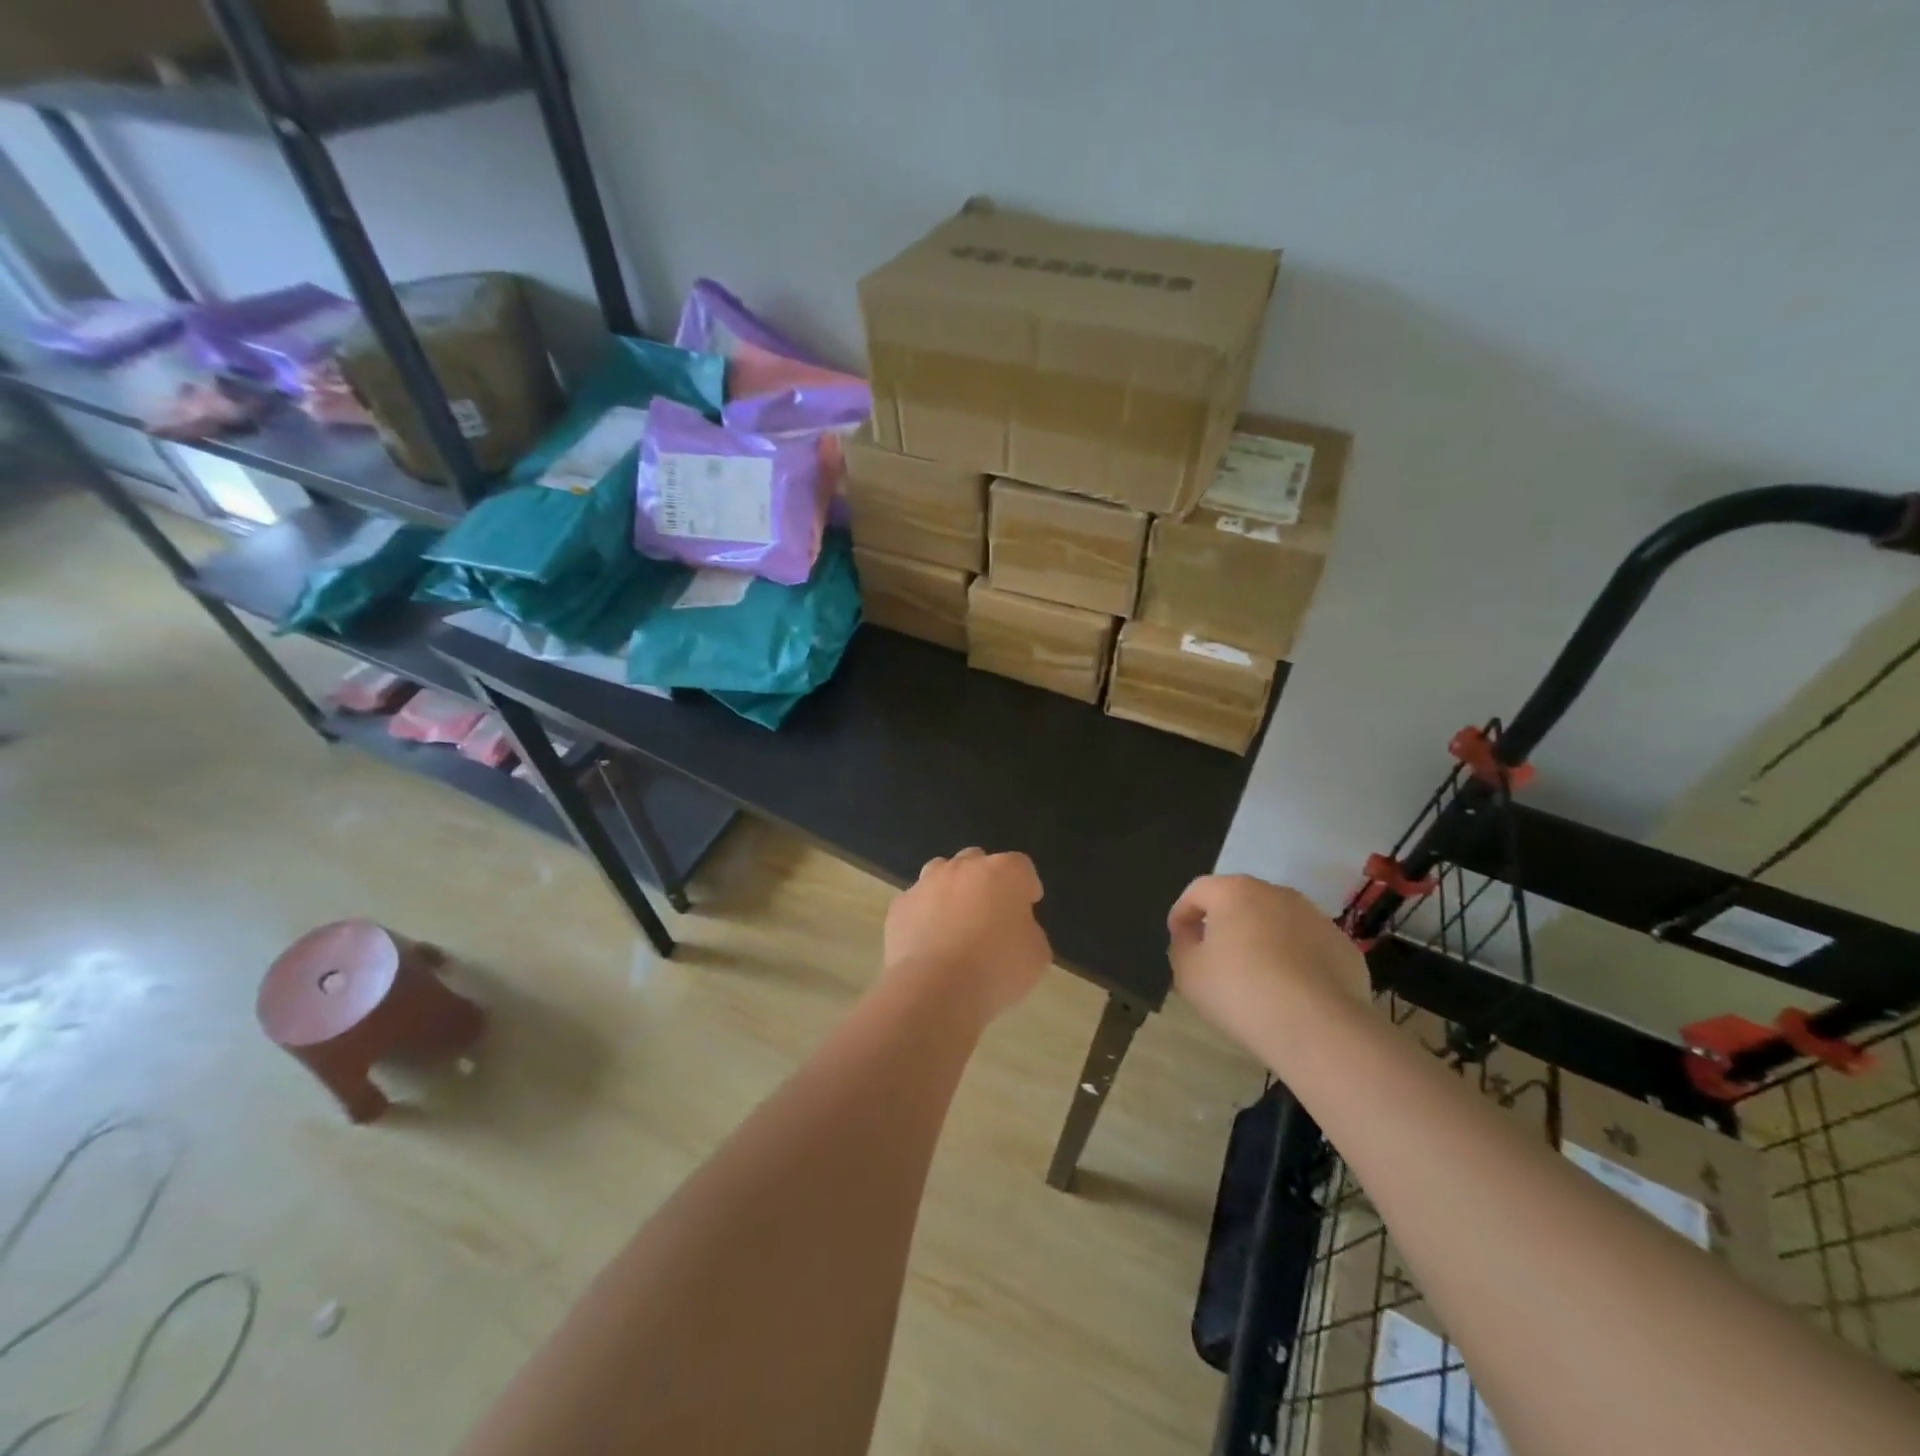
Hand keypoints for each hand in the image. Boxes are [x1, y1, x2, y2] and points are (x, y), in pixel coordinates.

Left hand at [884, 849, 1051, 1022]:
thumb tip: (1014, 928)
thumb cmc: (996, 969)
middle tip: (991, 914)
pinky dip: (925, 914)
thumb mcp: (1036, 955)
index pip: (1021, 867)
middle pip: (978, 862)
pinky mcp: (900, 905)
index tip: (1027, 908)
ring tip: (956, 922)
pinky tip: (929, 941)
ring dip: (952, 889)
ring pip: (942, 873)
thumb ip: (1028, 931)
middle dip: (986, 882)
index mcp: (1003, 872)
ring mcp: (927, 883)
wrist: (934, 989)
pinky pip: (917, 902)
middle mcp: (964, 867)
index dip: (1026, 887)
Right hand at [1168, 875, 1370, 1054]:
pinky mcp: (1343, 946)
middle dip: (1224, 923)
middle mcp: (1276, 893)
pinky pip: (1307, 946)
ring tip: (1256, 976)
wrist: (1319, 1028)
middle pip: (1240, 901)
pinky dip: (1295, 959)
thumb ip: (1182, 945)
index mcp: (1234, 892)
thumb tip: (1192, 935)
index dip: (1182, 913)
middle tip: (1215, 956)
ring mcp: (1315, 917)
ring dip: (1262, 939)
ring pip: (1277, 921)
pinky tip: (1291, 991)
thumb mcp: (1188, 973)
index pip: (1197, 891)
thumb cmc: (1241, 992)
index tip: (1179, 939)